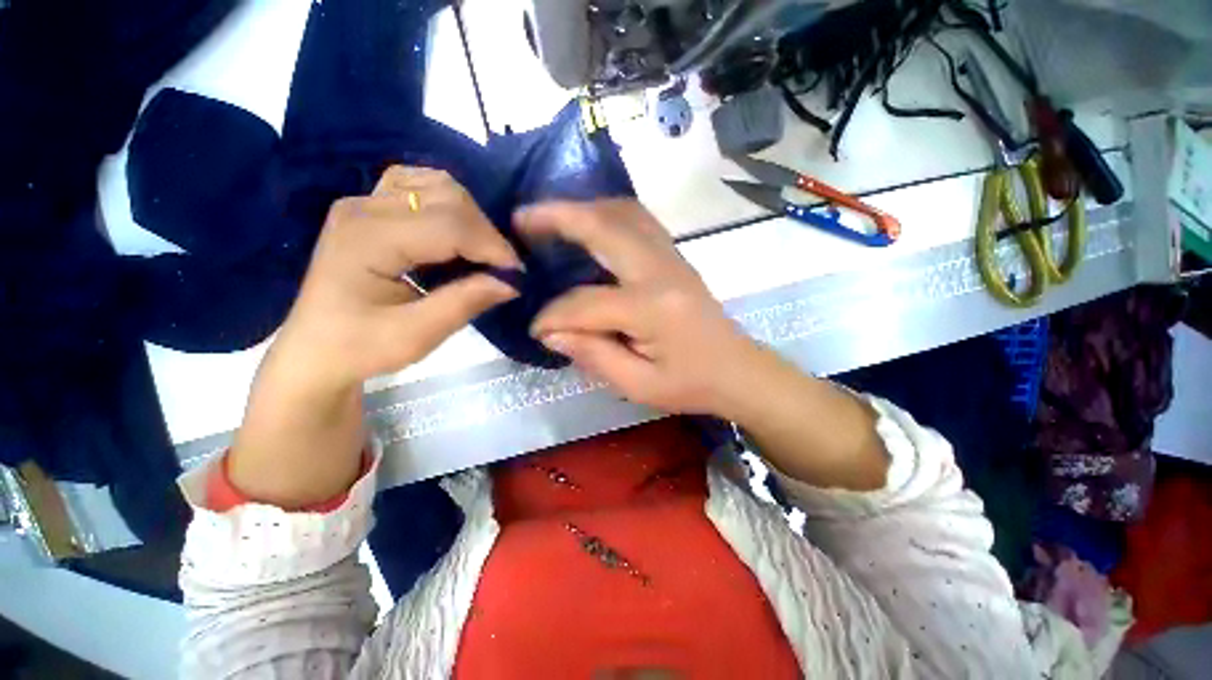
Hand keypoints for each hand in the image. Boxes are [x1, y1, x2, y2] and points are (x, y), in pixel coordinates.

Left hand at [273, 165, 521, 391]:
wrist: (315, 349)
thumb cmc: (360, 347)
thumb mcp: (416, 335)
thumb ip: (465, 303)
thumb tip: (512, 282)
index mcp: (367, 238)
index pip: (448, 224)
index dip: (492, 246)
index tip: (518, 274)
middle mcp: (363, 207)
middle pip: (446, 196)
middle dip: (485, 232)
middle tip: (500, 269)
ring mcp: (364, 201)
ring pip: (437, 184)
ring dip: (470, 216)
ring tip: (480, 252)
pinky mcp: (370, 207)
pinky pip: (420, 186)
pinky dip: (449, 204)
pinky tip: (454, 231)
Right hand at [519, 200, 764, 417]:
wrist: (737, 370)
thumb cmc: (690, 384)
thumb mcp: (638, 385)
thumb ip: (592, 355)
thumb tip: (551, 331)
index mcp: (651, 309)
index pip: (585, 303)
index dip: (552, 315)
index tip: (535, 329)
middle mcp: (660, 270)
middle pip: (603, 227)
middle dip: (556, 218)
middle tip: (521, 220)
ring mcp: (671, 257)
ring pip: (622, 212)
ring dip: (583, 208)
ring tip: (549, 218)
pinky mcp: (674, 256)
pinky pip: (637, 220)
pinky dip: (606, 214)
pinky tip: (589, 225)